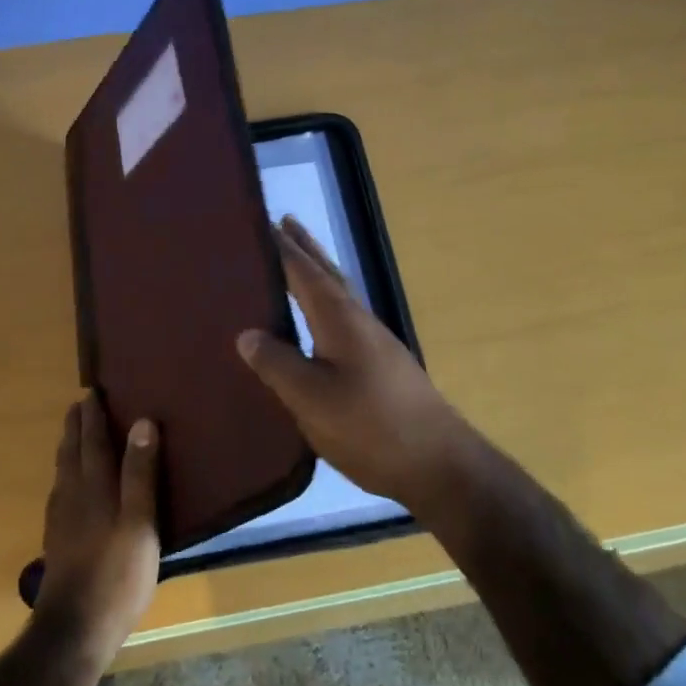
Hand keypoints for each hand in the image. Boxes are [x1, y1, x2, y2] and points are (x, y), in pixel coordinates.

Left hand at [35, 394, 160, 656]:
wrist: (75, 628)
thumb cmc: (117, 573)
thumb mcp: (140, 521)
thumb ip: (140, 472)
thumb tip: (142, 422)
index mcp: (95, 487)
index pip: (93, 441)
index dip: (93, 416)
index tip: (91, 391)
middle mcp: (73, 496)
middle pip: (72, 452)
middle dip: (76, 427)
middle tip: (78, 405)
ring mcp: (62, 520)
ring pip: (62, 472)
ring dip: (68, 447)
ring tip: (72, 435)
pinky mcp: (58, 541)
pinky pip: (60, 492)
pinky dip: (65, 475)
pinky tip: (67, 487)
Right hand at [236, 217, 478, 510]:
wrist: (439, 464)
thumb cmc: (370, 426)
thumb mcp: (311, 398)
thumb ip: (277, 364)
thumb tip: (246, 334)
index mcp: (339, 319)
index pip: (305, 272)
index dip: (283, 249)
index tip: (264, 221)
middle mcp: (359, 321)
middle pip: (329, 274)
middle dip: (306, 250)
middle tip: (284, 224)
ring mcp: (376, 344)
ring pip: (341, 296)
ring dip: (318, 275)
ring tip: (296, 266)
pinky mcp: (383, 367)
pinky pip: (346, 320)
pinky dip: (326, 306)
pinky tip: (319, 326)